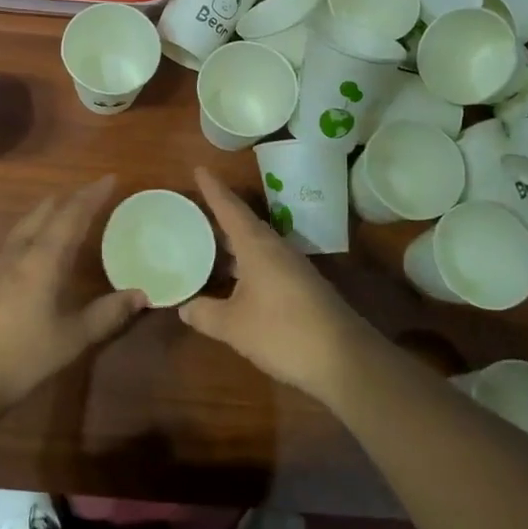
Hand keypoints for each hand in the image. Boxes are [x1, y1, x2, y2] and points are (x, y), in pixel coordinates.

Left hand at [0, 175, 145, 422]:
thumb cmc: (21, 357)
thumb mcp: (72, 339)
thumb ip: (107, 314)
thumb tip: (142, 294)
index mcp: (42, 260)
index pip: (70, 216)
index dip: (91, 196)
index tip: (110, 179)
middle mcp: (20, 253)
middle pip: (46, 212)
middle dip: (71, 198)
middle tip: (94, 193)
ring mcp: (0, 265)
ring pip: (28, 222)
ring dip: (50, 209)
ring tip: (68, 207)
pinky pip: (18, 237)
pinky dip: (36, 226)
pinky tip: (39, 241)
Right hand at [179, 167, 377, 405]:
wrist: (344, 359)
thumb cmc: (282, 332)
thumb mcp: (234, 326)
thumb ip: (205, 314)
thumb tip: (183, 306)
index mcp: (257, 245)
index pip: (230, 208)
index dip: (213, 189)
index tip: (199, 168)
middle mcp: (275, 248)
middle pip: (243, 224)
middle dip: (219, 216)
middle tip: (193, 211)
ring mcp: (291, 267)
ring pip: (255, 245)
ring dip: (231, 243)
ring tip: (206, 243)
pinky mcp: (301, 287)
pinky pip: (265, 263)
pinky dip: (244, 264)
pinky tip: (233, 280)